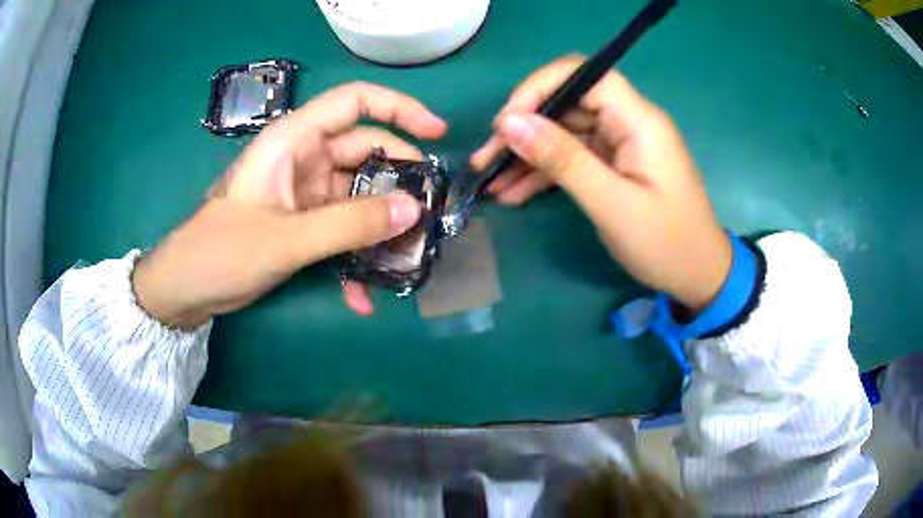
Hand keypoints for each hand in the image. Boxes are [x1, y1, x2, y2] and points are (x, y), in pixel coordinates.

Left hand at [133, 83, 446, 328]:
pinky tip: (363, 294)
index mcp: (294, 140)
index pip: (355, 102)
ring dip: (382, 225)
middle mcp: (305, 158)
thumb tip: (414, 210)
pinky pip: (344, 229)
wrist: (188, 287)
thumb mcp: (286, 238)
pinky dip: (356, 256)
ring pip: (360, 194)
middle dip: (400, 180)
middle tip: (432, 212)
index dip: (399, 108)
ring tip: (408, 256)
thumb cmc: (223, 251)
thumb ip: (349, 224)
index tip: (437, 134)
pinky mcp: (305, 222)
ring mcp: (306, 192)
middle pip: (367, 152)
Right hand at [471, 56, 729, 309]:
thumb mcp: (612, 205)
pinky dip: (546, 173)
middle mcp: (629, 123)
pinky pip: (574, 158)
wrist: (700, 276)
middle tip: (487, 158)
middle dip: (525, 127)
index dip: (540, 88)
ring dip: (529, 154)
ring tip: (492, 182)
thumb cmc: (667, 244)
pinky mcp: (615, 166)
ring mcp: (622, 145)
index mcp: (639, 121)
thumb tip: (511, 122)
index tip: (507, 122)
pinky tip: (515, 193)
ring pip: (566, 132)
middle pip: (568, 103)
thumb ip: (563, 160)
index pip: (583, 75)